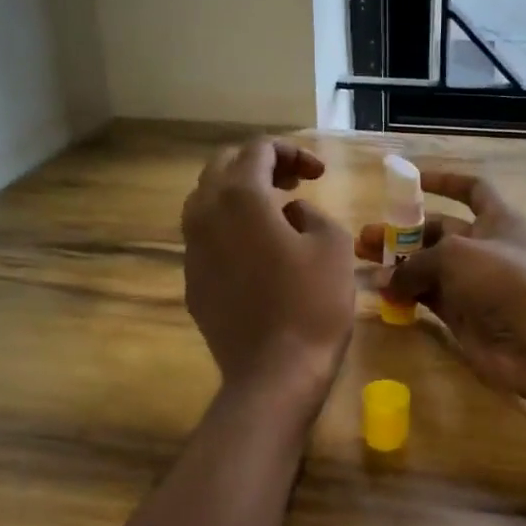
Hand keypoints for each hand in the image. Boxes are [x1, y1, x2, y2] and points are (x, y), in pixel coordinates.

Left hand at [182, 138, 355, 395]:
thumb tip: (292, 214)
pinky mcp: (192, 280)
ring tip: (276, 212)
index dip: (292, 152)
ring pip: (207, 200)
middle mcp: (205, 214)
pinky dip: (230, 227)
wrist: (273, 374)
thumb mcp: (333, 245)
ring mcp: (192, 249)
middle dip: (260, 165)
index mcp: (239, 197)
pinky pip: (206, 236)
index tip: (319, 174)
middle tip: (295, 182)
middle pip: (223, 167)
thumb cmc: (312, 304)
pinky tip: (259, 250)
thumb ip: (312, 213)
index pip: (258, 150)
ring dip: (240, 194)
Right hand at [357, 171, 525, 405]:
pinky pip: (427, 298)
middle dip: (403, 232)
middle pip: (438, 232)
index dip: (445, 182)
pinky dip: (405, 294)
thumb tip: (382, 278)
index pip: (472, 190)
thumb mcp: (454, 256)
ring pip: (428, 267)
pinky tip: (379, 292)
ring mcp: (472, 283)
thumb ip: (414, 263)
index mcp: (496, 220)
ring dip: (397, 264)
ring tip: (361, 263)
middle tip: (365, 238)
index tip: (412, 182)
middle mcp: (484, 248)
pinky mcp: (462, 315)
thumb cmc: (502, 280)